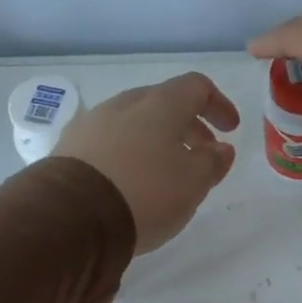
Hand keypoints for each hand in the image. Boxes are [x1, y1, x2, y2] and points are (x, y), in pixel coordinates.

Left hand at [56, 72, 239, 253]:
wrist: (72, 216)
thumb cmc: (146, 192)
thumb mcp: (194, 182)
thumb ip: (213, 162)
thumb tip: (221, 149)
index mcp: (160, 104)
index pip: (196, 86)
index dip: (219, 104)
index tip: (230, 129)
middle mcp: (125, 104)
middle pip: (163, 104)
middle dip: (188, 126)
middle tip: (202, 154)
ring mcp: (93, 123)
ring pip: (135, 123)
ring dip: (157, 141)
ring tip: (166, 173)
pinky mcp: (70, 148)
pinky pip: (111, 142)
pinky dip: (130, 154)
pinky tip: (132, 181)